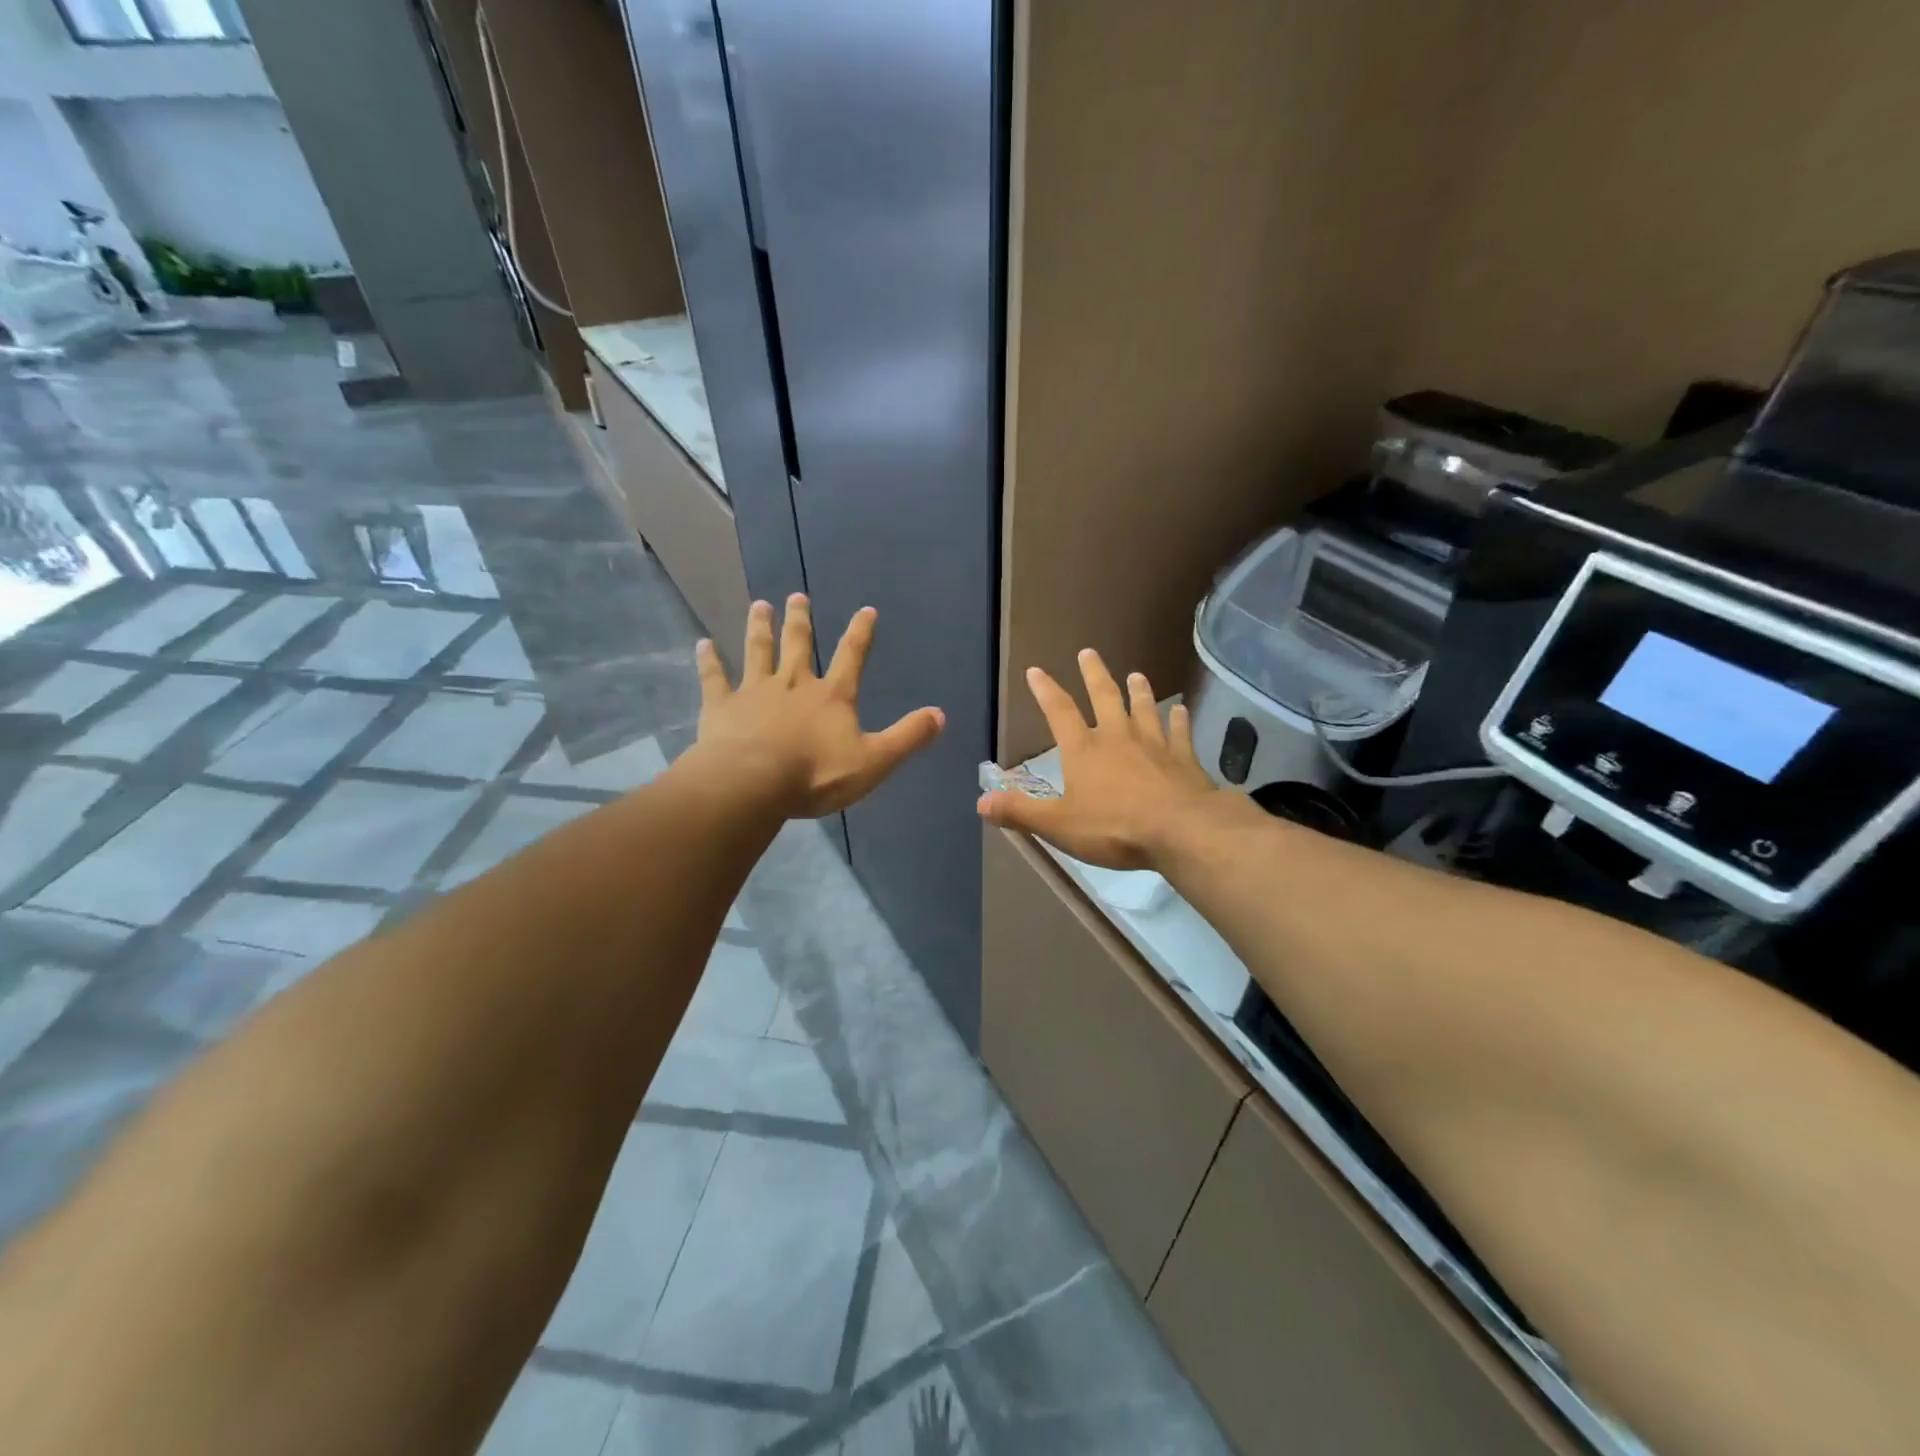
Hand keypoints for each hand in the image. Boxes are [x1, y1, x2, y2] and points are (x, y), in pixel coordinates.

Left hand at [694, 595, 943, 817]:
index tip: (866, 609)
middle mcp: (794, 684)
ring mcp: (755, 691)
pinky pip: (714, 678)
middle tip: (796, 596)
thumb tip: (941, 715)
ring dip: (760, 628)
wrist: (752, 784)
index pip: (852, 656)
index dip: (861, 633)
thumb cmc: (816, 775)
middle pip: (798, 645)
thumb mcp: (874, 761)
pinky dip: (708, 660)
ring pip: (758, 651)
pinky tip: (702, 644)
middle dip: (800, 620)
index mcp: (832, 696)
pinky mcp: (722, 705)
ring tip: (759, 605)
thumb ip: (908, 737)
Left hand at [909, 1383, 963, 1455]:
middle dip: (933, 1396)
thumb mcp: (954, 1450)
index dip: (947, 1400)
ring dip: (923, 1399)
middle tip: (932, 1384)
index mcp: (943, 1428)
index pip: (946, 1411)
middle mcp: (933, 1425)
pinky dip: (912, 1411)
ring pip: (924, 1410)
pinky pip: (914, 1420)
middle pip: (933, 1408)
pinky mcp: (917, 1433)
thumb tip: (966, 1425)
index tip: (948, 1388)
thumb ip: (960, 1438)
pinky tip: (910, 1401)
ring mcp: (924, 1428)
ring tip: (921, 1387)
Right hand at [977, 649, 1218, 868]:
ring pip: (1144, 709)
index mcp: (1084, 750)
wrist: (1180, 831)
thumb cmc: (1114, 828)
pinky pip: (1179, 733)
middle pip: (1105, 697)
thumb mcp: (1058, 825)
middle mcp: (1118, 737)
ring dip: (1139, 691)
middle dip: (1094, 674)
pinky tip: (1181, 710)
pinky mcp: (1183, 758)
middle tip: (1088, 652)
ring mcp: (1154, 744)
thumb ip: (1020, 812)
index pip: (1059, 712)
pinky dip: (1179, 720)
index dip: (1046, 690)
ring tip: (1136, 674)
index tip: (1036, 670)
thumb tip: (981, 803)